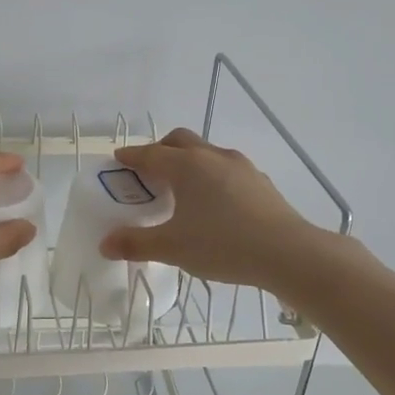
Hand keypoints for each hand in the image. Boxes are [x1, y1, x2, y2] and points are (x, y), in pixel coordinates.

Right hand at [97, 129, 323, 290]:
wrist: (288, 253)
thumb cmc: (222, 245)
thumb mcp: (172, 248)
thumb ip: (136, 244)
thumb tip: (105, 244)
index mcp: (186, 166)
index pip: (150, 154)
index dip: (131, 157)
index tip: (119, 159)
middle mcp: (211, 156)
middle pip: (180, 141)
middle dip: (161, 150)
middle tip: (149, 170)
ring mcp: (240, 166)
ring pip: (206, 153)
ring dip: (189, 162)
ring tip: (182, 188)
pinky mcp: (260, 181)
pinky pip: (227, 169)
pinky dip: (212, 176)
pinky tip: (215, 202)